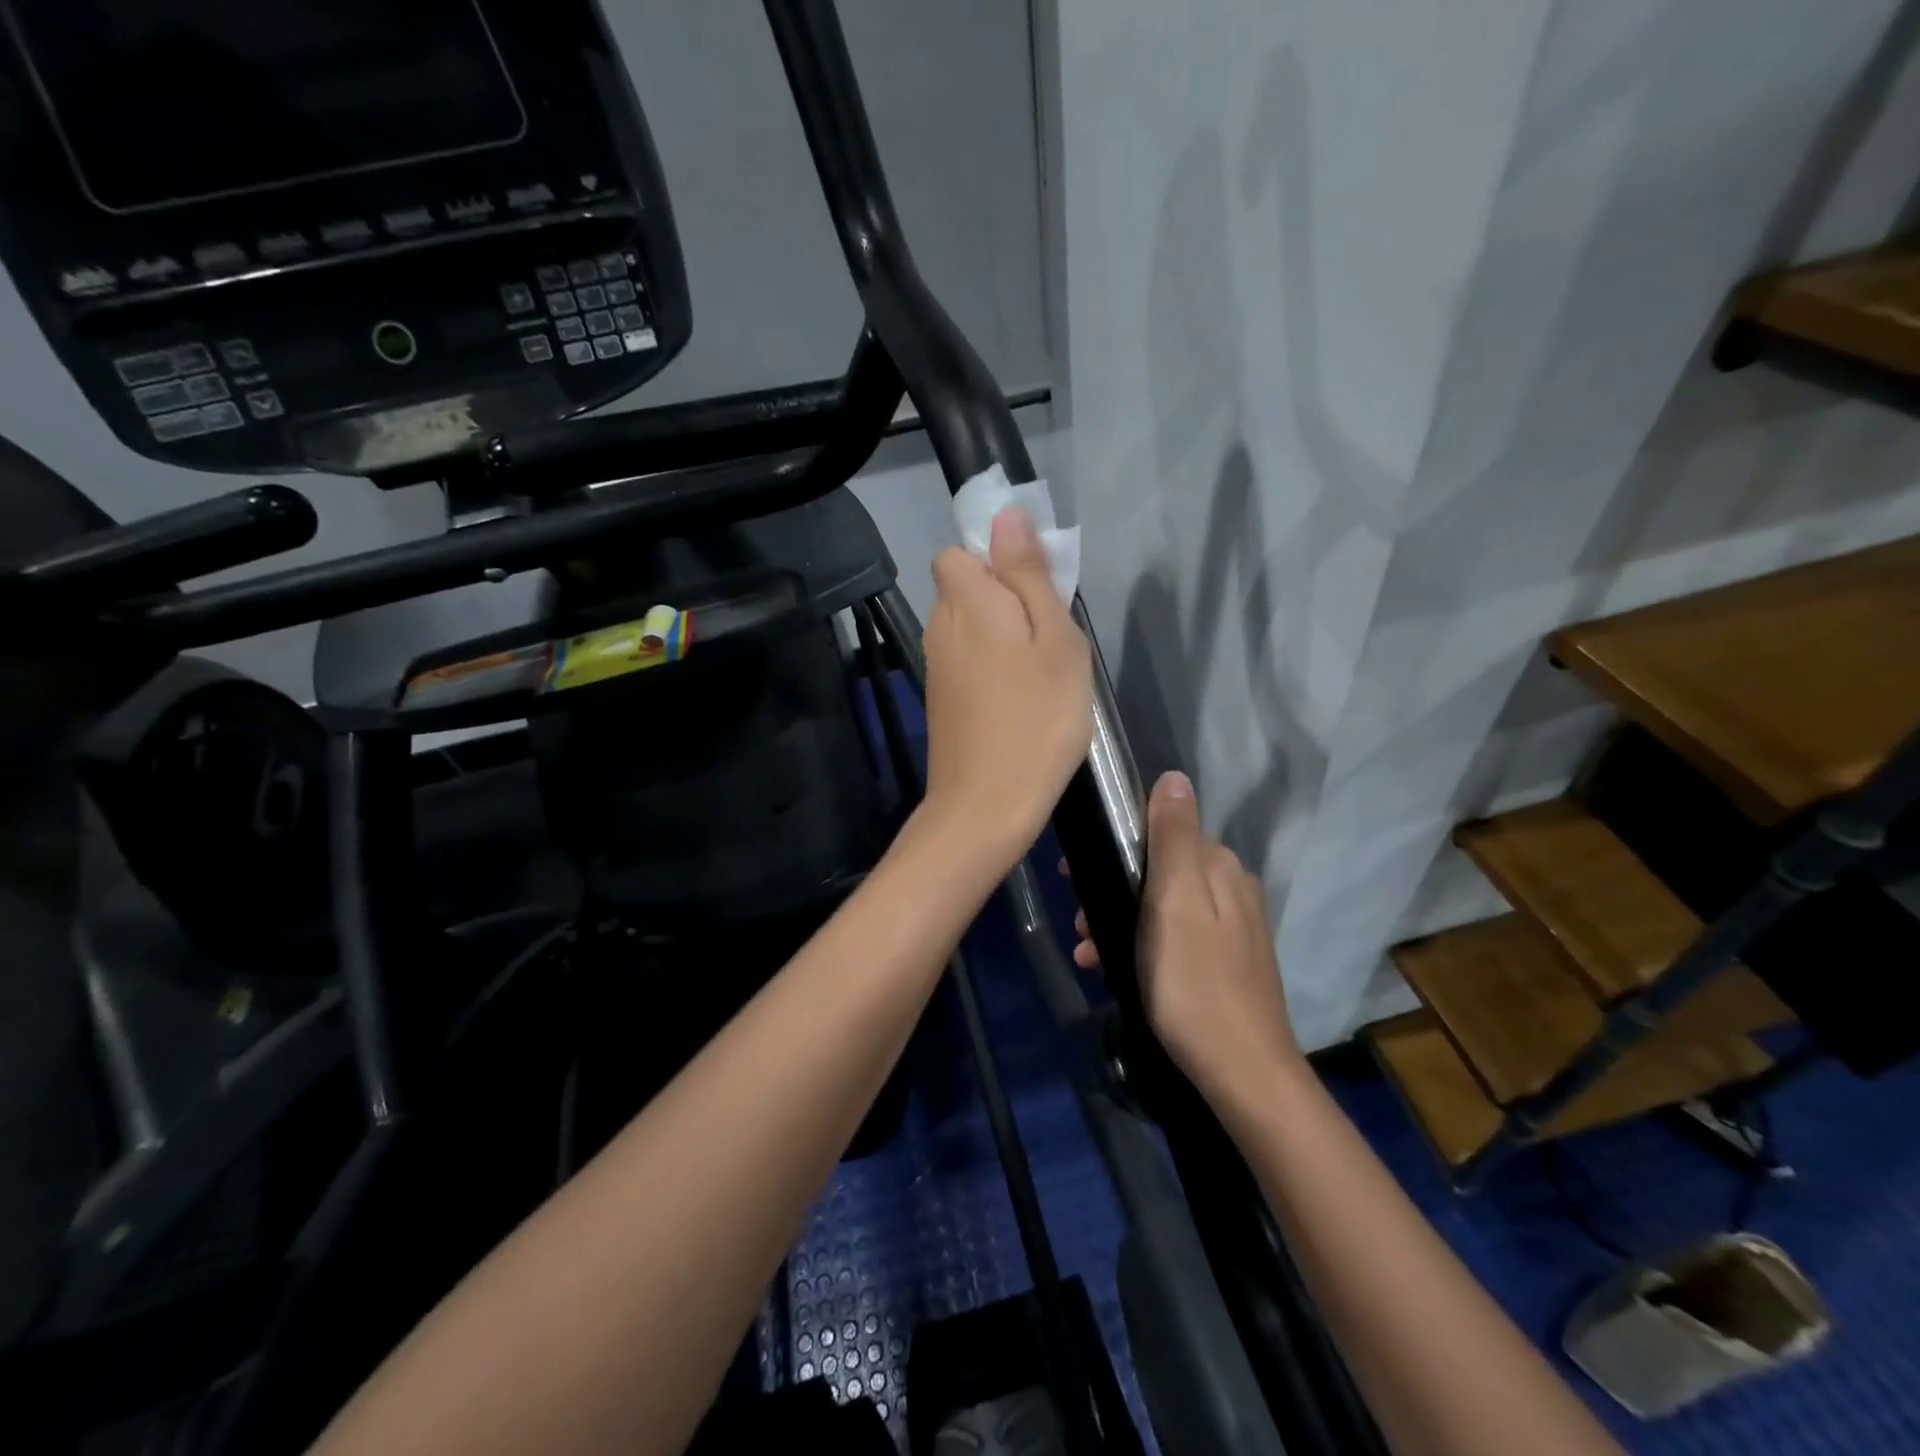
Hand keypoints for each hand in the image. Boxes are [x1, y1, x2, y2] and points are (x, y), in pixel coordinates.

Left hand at [921, 508, 1091, 866]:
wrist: (986, 804)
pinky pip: (966, 662)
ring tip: (1041, 675)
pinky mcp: (941, 700)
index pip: (959, 552)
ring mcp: (936, 667)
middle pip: (965, 589)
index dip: (995, 559)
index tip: (1034, 588)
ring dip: (1001, 637)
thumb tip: (1006, 515)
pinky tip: (1019, 701)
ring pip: (968, 628)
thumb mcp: (1054, 639)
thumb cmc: (1037, 718)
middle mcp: (940, 627)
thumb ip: (1028, 575)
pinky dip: (991, 669)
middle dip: (1004, 599)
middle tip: (1050, 639)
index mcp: (966, 601)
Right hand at [1071, 771, 1302, 1107]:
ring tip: (1087, 951)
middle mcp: (1231, 888)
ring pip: (1161, 906)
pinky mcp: (1225, 962)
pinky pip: (1173, 937)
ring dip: (1119, 920)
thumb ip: (1173, 837)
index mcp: (1219, 867)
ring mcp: (1231, 928)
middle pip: (1158, 870)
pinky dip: (1141, 945)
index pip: (1160, 831)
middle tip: (1079, 922)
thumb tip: (1174, 776)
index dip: (1115, 846)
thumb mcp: (1175, 903)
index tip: (1074, 873)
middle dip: (1113, 889)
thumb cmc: (1195, 984)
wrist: (1243, 1073)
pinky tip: (1112, 969)